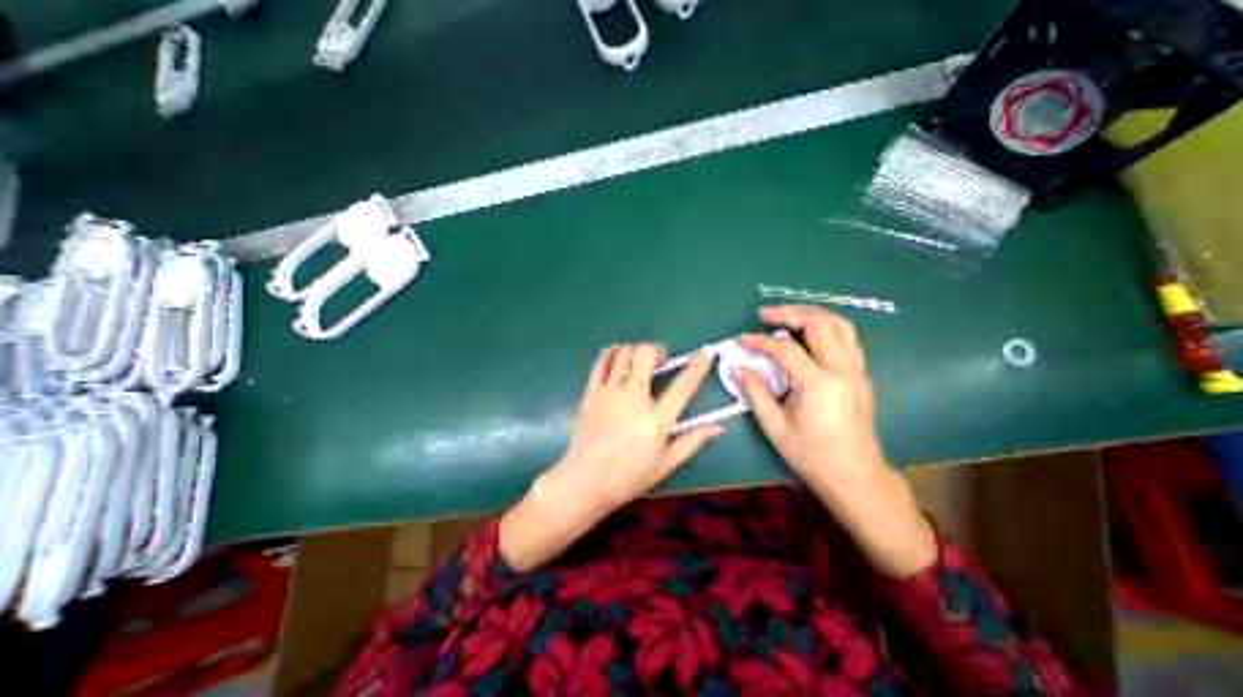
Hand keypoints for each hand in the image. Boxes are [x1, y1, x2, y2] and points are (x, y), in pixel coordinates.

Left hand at [498, 343, 718, 570]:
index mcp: (657, 420)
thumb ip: (692, 441)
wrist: (585, 481)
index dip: (697, 366)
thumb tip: (718, 427)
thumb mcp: (666, 464)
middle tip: (660, 360)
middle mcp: (633, 399)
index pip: (683, 386)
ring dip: (636, 350)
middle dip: (657, 349)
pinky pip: (601, 362)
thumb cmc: (629, 477)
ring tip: (639, 361)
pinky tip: (617, 356)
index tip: (705, 353)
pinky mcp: (591, 393)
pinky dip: (611, 353)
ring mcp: (609, 393)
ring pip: (624, 353)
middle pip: (646, 355)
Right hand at [736, 306, 930, 577]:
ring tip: (785, 315)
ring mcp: (857, 370)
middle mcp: (843, 370)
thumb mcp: (774, 427)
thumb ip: (754, 392)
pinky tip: (807, 332)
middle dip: (788, 313)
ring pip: (839, 324)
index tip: (740, 341)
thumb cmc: (811, 455)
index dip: (759, 341)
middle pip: (819, 324)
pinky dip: (825, 325)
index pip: (785, 349)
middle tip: (764, 314)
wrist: (855, 476)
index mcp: (819, 385)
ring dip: (810, 314)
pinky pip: (846, 337)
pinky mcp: (861, 374)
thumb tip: (738, 367)